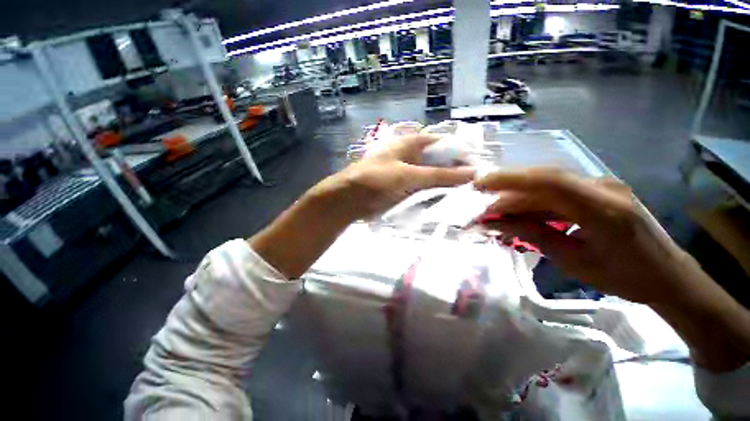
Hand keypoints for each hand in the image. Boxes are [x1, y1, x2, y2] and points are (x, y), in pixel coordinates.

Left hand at [250, 134, 473, 279]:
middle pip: (437, 160)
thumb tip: (472, 173)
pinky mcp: (401, 188)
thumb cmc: (376, 181)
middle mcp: (409, 156)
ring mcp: (405, 173)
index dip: (459, 152)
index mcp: (410, 144)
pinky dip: (432, 194)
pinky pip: (422, 188)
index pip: (441, 143)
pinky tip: (444, 201)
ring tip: (464, 194)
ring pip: (430, 175)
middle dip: (453, 170)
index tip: (476, 166)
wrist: (349, 199)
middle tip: (473, 185)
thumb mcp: (408, 175)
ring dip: (444, 184)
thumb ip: (439, 175)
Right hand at [474, 169, 749, 371]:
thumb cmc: (625, 277)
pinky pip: (558, 193)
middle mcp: (603, 188)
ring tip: (497, 215)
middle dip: (508, 190)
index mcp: (604, 209)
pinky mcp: (598, 191)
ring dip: (519, 199)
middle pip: (544, 180)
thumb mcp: (574, 261)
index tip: (480, 184)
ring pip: (548, 186)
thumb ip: (533, 235)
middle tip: (483, 206)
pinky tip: (521, 215)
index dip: (510, 178)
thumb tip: (495, 222)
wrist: (668, 276)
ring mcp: (602, 186)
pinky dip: (535, 203)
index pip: (549, 181)